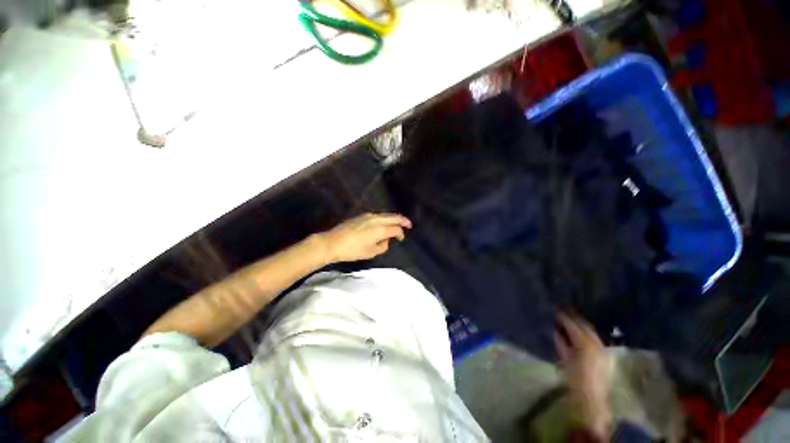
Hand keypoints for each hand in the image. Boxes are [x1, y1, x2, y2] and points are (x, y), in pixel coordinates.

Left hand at [318, 213, 411, 262]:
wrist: (332, 243)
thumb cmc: (352, 250)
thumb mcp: (370, 252)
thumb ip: (382, 246)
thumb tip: (385, 240)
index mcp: (380, 229)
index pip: (395, 229)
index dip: (401, 233)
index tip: (401, 239)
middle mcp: (376, 219)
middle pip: (393, 217)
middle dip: (402, 220)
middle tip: (409, 224)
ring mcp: (368, 216)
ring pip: (385, 214)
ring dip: (393, 218)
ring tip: (398, 223)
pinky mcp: (361, 216)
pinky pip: (378, 215)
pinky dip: (385, 218)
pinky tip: (384, 222)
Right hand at [555, 313, 612, 439]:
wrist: (592, 398)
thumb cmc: (574, 378)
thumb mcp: (564, 357)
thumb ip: (560, 341)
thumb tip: (555, 329)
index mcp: (585, 344)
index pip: (572, 325)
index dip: (563, 317)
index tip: (554, 310)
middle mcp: (596, 343)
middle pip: (584, 325)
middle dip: (573, 317)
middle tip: (562, 310)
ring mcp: (603, 349)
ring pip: (591, 331)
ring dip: (580, 324)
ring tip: (569, 318)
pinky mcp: (605, 355)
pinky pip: (594, 338)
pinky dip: (586, 332)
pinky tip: (578, 332)